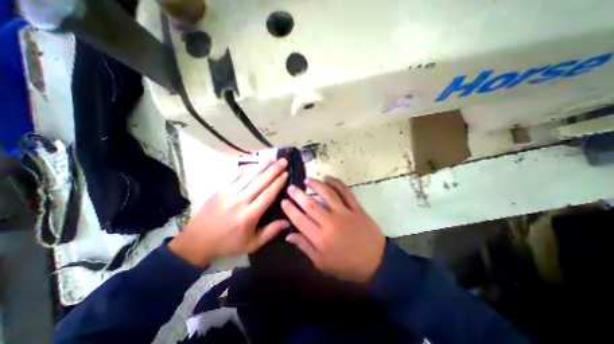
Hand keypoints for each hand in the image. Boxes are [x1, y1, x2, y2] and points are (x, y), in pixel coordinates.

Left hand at [168, 160, 289, 266]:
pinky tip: (255, 164)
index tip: (286, 173)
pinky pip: (236, 176)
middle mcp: (239, 201)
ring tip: (272, 158)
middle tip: (283, 161)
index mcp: (249, 216)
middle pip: (260, 182)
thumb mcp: (252, 244)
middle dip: (274, 170)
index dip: (278, 183)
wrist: (197, 241)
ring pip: (249, 176)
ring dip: (262, 166)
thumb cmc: (228, 243)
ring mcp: (228, 193)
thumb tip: (288, 221)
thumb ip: (271, 232)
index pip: (267, 194)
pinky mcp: (220, 189)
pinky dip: (247, 169)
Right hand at [281, 176, 381, 282]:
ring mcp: (345, 213)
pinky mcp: (356, 208)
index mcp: (320, 239)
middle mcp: (330, 223)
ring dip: (316, 185)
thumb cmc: (346, 265)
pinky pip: (346, 192)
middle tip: (291, 187)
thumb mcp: (322, 263)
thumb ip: (305, 247)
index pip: (300, 220)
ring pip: (327, 194)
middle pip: (310, 205)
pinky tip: (328, 178)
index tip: (283, 201)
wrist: (376, 262)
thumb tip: (289, 235)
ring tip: (307, 180)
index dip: (290, 209)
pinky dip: (337, 183)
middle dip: (298, 194)